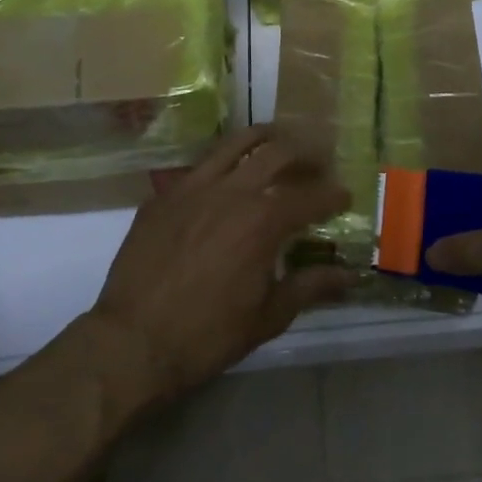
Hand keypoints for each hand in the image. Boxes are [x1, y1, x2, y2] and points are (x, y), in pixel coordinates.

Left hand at [85, 125, 353, 406]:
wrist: (131, 342)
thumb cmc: (207, 335)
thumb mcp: (268, 317)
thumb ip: (311, 287)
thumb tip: (350, 276)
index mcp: (263, 221)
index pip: (310, 196)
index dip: (332, 194)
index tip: (344, 196)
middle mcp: (231, 191)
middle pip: (276, 153)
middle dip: (304, 153)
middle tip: (317, 162)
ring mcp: (192, 188)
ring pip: (234, 144)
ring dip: (263, 139)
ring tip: (277, 140)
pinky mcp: (163, 196)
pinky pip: (199, 167)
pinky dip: (222, 164)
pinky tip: (225, 176)